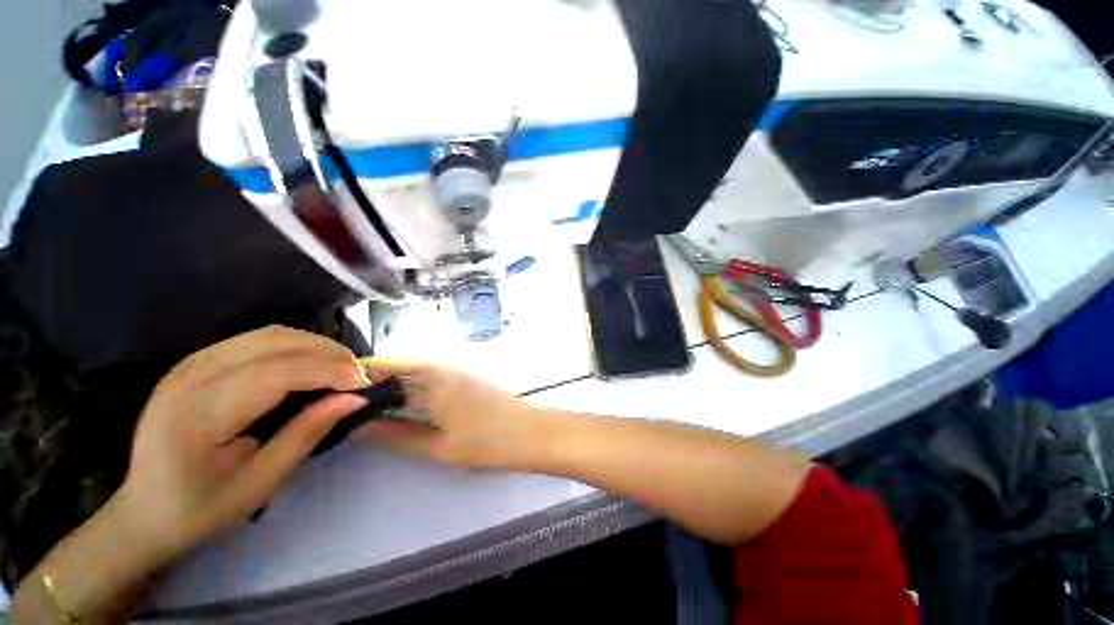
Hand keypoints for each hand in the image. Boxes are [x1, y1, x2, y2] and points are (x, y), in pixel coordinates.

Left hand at [116, 326, 371, 567]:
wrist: (144, 512)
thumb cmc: (201, 508)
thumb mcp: (260, 482)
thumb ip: (307, 434)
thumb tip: (354, 400)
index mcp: (198, 412)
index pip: (276, 374)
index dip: (327, 372)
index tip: (364, 383)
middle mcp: (190, 375)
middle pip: (274, 342)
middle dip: (327, 352)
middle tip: (358, 373)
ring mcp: (190, 363)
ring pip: (269, 334)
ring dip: (313, 345)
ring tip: (341, 367)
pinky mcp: (197, 362)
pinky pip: (256, 340)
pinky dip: (294, 346)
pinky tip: (310, 364)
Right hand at [355, 359, 541, 469]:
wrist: (529, 433)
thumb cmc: (485, 442)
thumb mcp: (438, 446)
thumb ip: (398, 436)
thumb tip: (361, 427)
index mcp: (436, 381)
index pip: (392, 368)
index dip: (365, 370)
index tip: (336, 380)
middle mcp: (446, 370)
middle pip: (403, 367)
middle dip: (375, 376)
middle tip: (344, 393)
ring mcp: (459, 373)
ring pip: (418, 371)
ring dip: (394, 380)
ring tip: (366, 397)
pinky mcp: (468, 381)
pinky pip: (433, 377)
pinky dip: (414, 385)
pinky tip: (404, 400)